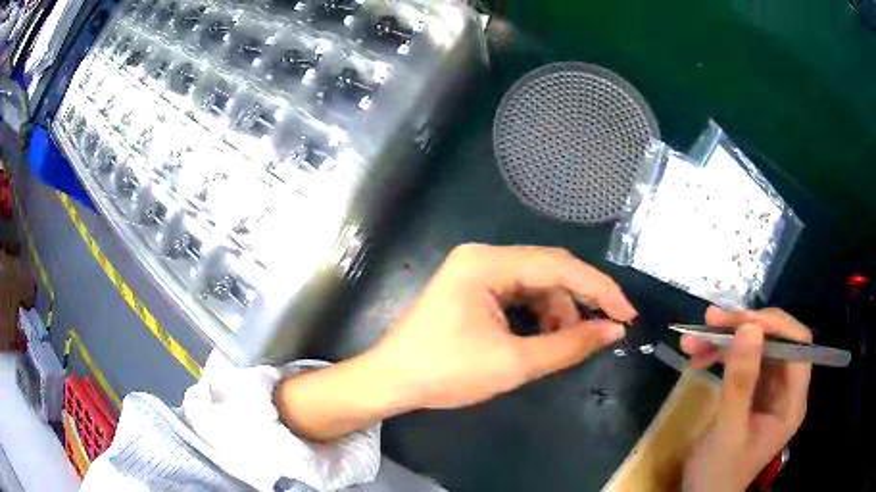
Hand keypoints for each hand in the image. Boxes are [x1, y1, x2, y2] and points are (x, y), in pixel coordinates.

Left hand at [276, 244, 635, 440]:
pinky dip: (538, 317)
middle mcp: (483, 256)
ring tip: (565, 346)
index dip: (599, 290)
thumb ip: (569, 345)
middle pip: (549, 271)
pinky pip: (520, 295)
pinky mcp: (474, 288)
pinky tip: (544, 340)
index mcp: (487, 263)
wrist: (391, 381)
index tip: (626, 314)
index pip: (559, 266)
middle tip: (602, 332)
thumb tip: (613, 331)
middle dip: (578, 303)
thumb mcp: (513, 363)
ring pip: (536, 285)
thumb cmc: (445, 372)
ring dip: (558, 314)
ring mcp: (477, 271)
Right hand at [681, 307, 811, 491]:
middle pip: (776, 341)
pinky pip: (742, 361)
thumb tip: (749, 326)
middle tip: (710, 321)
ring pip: (757, 347)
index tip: (740, 321)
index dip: (775, 326)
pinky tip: (699, 356)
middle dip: (744, 328)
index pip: (797, 346)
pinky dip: (721, 354)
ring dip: (727, 340)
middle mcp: (786, 389)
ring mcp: (770, 389)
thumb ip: (741, 381)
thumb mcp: (727, 431)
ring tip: (694, 339)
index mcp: (792, 401)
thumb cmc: (718, 472)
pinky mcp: (753, 392)